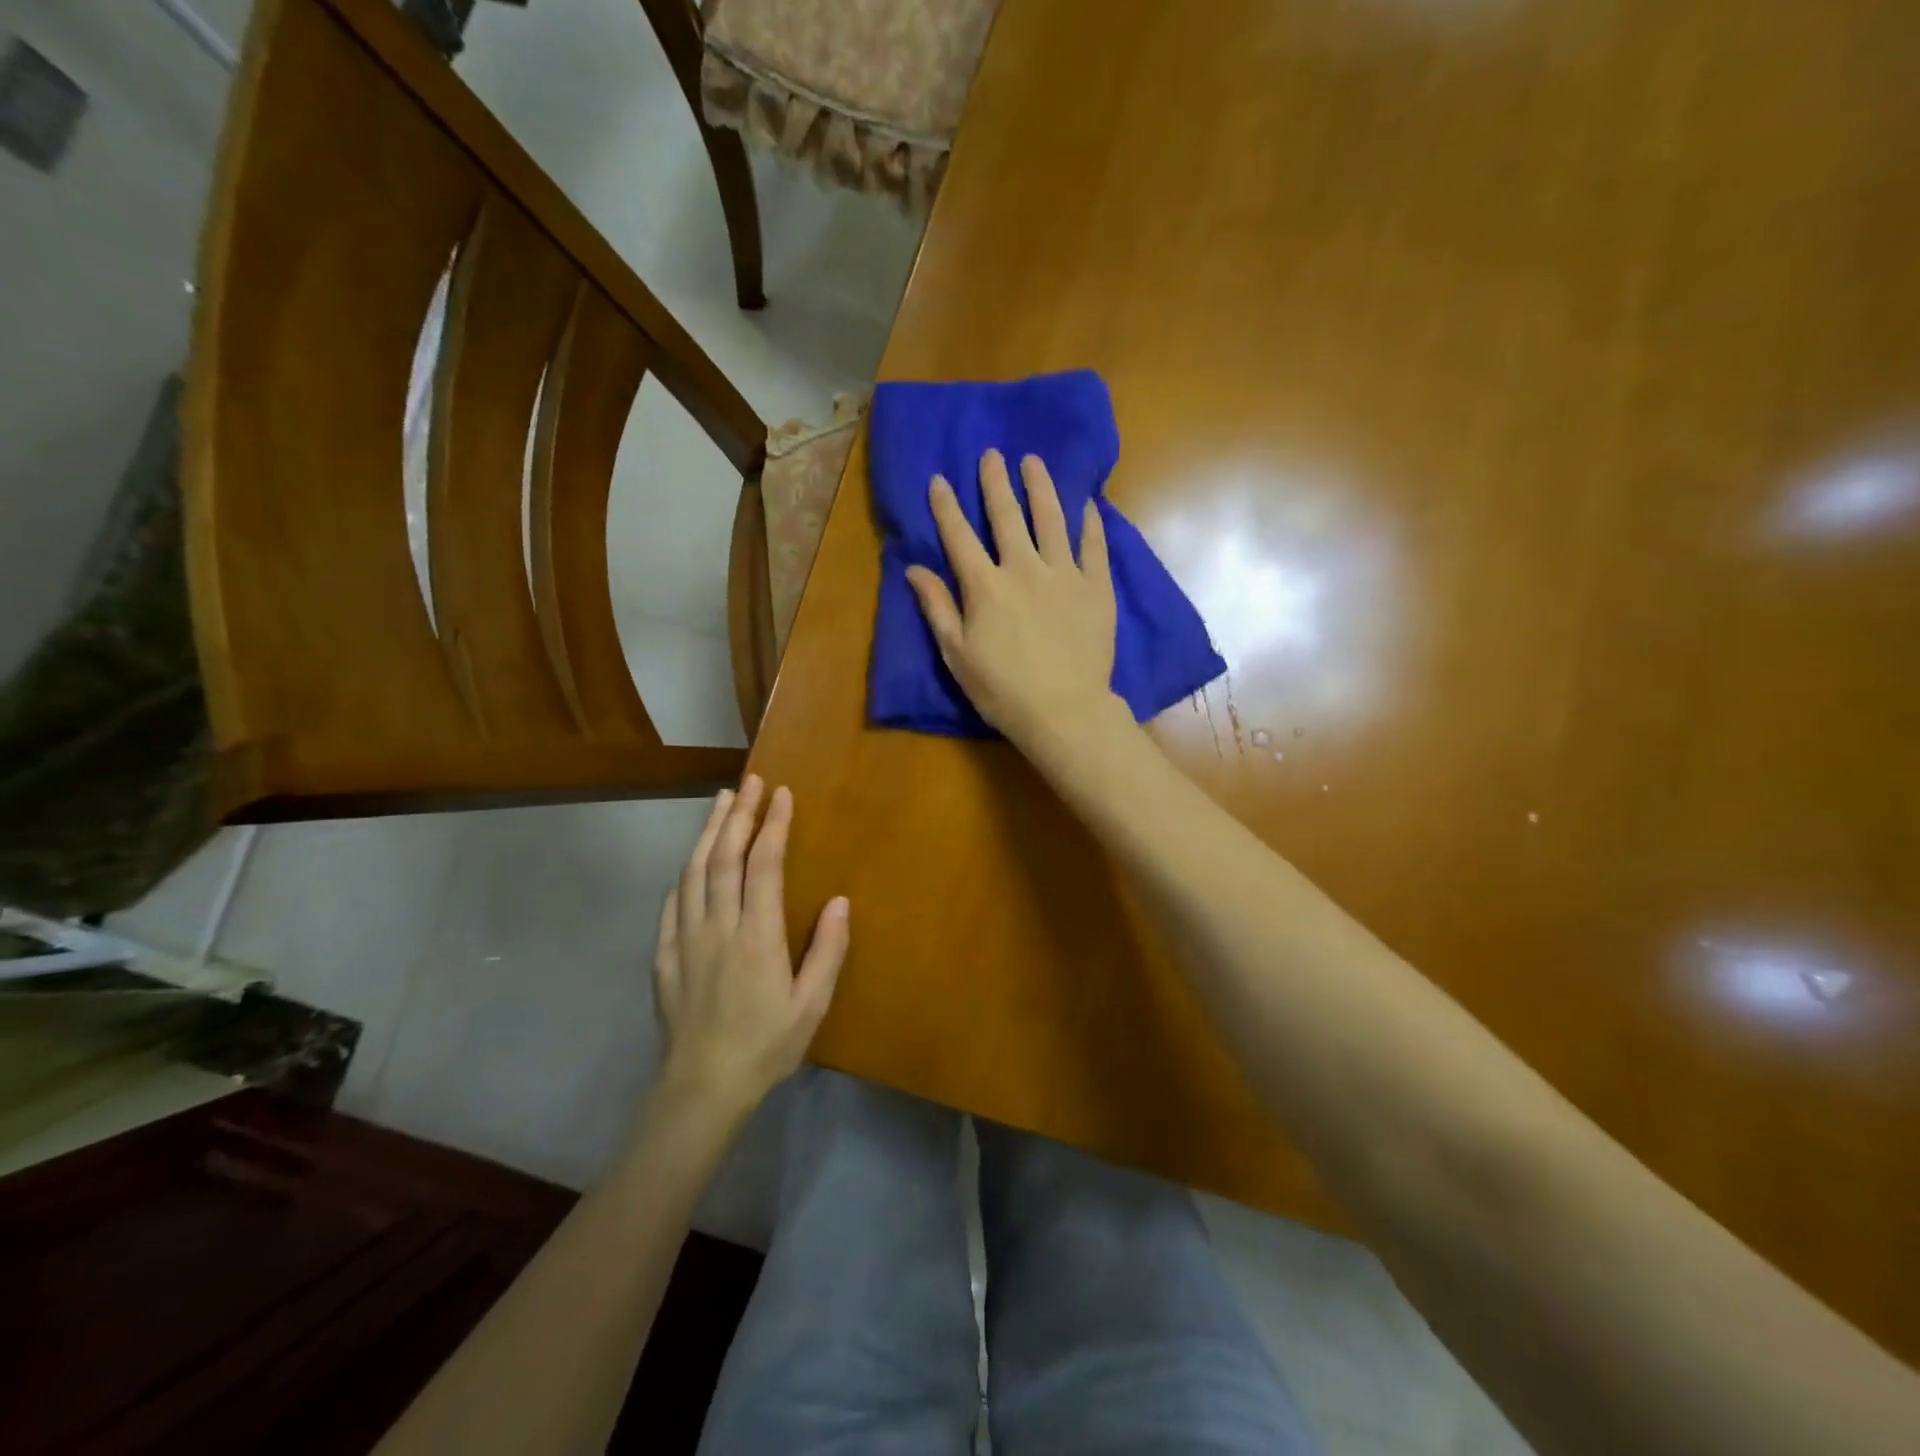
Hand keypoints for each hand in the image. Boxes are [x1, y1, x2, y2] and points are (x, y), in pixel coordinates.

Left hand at [653, 777, 848, 1113]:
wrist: (702, 1088)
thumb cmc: (766, 1045)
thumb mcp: (812, 1005)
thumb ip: (827, 950)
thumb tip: (839, 901)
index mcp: (757, 935)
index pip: (764, 864)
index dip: (774, 824)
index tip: (782, 793)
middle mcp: (717, 925)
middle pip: (724, 856)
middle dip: (740, 814)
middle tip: (751, 782)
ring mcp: (685, 938)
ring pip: (693, 871)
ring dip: (708, 831)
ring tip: (722, 802)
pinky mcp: (663, 955)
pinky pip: (671, 903)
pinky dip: (683, 873)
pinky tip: (690, 862)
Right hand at [906, 449, 1122, 750]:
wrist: (1064, 711)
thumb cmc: (1002, 690)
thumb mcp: (957, 654)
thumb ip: (938, 607)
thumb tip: (914, 569)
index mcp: (985, 587)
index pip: (959, 537)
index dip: (946, 506)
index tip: (939, 479)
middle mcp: (1023, 569)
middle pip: (1006, 517)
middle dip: (995, 483)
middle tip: (992, 455)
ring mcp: (1064, 575)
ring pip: (1051, 519)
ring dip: (1041, 488)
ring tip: (1034, 463)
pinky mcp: (1097, 588)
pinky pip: (1094, 546)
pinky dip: (1090, 523)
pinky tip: (1087, 504)